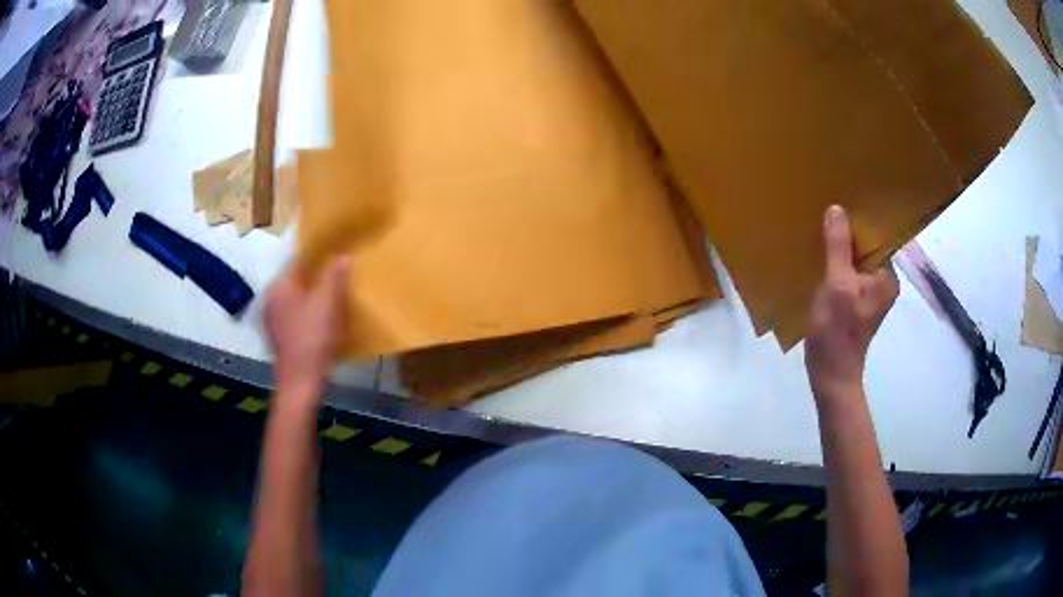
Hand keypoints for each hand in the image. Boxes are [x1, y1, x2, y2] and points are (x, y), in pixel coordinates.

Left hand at [264, 257, 350, 404]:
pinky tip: (323, 319)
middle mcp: (271, 299)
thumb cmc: (313, 338)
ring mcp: (273, 320)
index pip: (297, 260)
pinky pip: (295, 316)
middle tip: (338, 274)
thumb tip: (342, 256)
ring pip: (295, 299)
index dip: (317, 255)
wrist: (301, 382)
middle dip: (315, 277)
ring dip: (312, 296)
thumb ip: (334, 276)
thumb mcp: (328, 303)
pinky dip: (308, 313)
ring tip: (333, 296)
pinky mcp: (279, 337)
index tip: (335, 252)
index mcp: (279, 286)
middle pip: (296, 280)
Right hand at [805, 205, 898, 402]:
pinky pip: (847, 273)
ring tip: (821, 229)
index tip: (842, 202)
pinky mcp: (855, 301)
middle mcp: (883, 281)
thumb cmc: (837, 330)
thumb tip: (836, 209)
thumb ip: (838, 247)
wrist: (830, 374)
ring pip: (855, 260)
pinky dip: (836, 264)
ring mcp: (869, 292)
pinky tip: (820, 256)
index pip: (877, 237)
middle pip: (866, 247)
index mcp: (887, 276)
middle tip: (827, 212)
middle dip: (848, 233)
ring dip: (840, 249)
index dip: (861, 220)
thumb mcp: (837, 284)